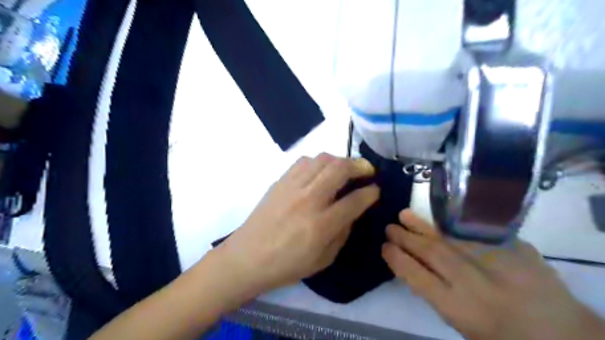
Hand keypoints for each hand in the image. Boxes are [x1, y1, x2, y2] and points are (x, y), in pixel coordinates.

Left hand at [216, 153, 376, 293]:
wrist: (247, 257)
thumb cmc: (286, 265)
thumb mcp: (323, 259)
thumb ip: (342, 233)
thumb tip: (352, 211)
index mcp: (321, 224)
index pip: (355, 200)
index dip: (370, 192)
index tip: (376, 189)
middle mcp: (309, 199)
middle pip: (340, 169)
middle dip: (360, 166)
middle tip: (367, 170)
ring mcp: (292, 187)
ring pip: (322, 159)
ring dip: (339, 160)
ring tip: (344, 168)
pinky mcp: (280, 181)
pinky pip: (303, 161)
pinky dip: (318, 162)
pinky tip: (320, 171)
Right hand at [382, 210, 604, 339]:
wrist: (566, 336)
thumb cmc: (505, 338)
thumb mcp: (464, 325)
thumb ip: (438, 294)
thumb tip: (414, 263)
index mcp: (460, 309)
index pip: (417, 277)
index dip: (397, 259)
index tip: (384, 247)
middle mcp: (473, 284)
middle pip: (431, 253)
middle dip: (406, 238)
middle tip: (389, 227)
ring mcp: (496, 263)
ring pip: (449, 238)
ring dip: (423, 226)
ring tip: (404, 214)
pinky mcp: (514, 249)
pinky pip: (474, 231)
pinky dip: (452, 224)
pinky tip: (439, 216)